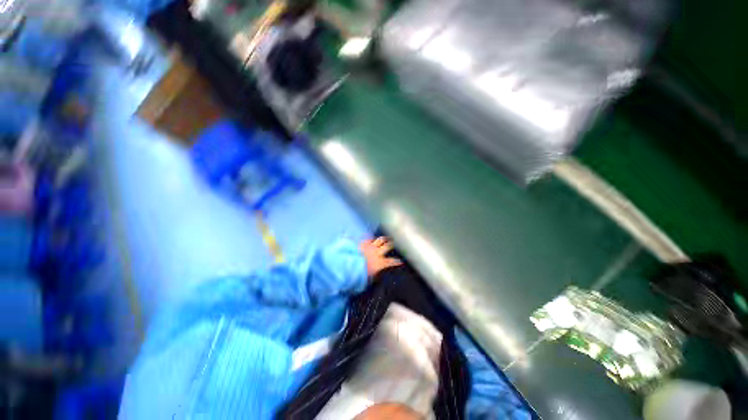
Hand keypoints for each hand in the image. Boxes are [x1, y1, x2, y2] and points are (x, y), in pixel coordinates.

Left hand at [359, 237, 401, 277]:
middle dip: (392, 244)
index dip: (397, 261)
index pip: (392, 261)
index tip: (401, 261)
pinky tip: (372, 236)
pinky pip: (369, 238)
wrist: (349, 264)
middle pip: (387, 246)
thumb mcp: (370, 278)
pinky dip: (371, 237)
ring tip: (386, 238)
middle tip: (395, 243)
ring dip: (384, 239)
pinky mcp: (363, 243)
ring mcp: (370, 246)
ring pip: (380, 240)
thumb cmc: (360, 273)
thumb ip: (375, 275)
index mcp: (380, 263)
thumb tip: (377, 275)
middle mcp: (377, 253)